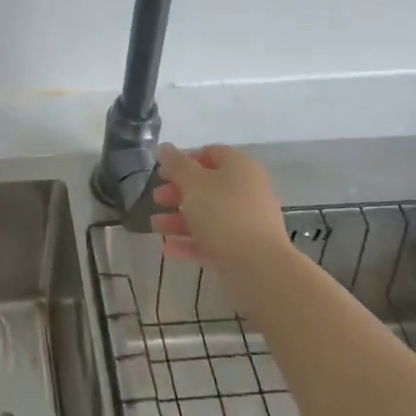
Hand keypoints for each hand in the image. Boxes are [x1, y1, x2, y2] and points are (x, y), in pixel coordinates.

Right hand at [150, 144, 291, 273]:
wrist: (259, 268)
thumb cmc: (223, 214)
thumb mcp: (193, 183)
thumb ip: (176, 164)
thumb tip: (163, 147)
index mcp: (239, 167)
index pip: (211, 153)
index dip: (184, 160)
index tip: (162, 172)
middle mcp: (247, 191)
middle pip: (207, 186)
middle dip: (178, 192)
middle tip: (157, 199)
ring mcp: (247, 222)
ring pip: (208, 215)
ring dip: (179, 219)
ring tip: (156, 227)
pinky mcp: (244, 250)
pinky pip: (213, 241)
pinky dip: (191, 242)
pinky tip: (169, 249)